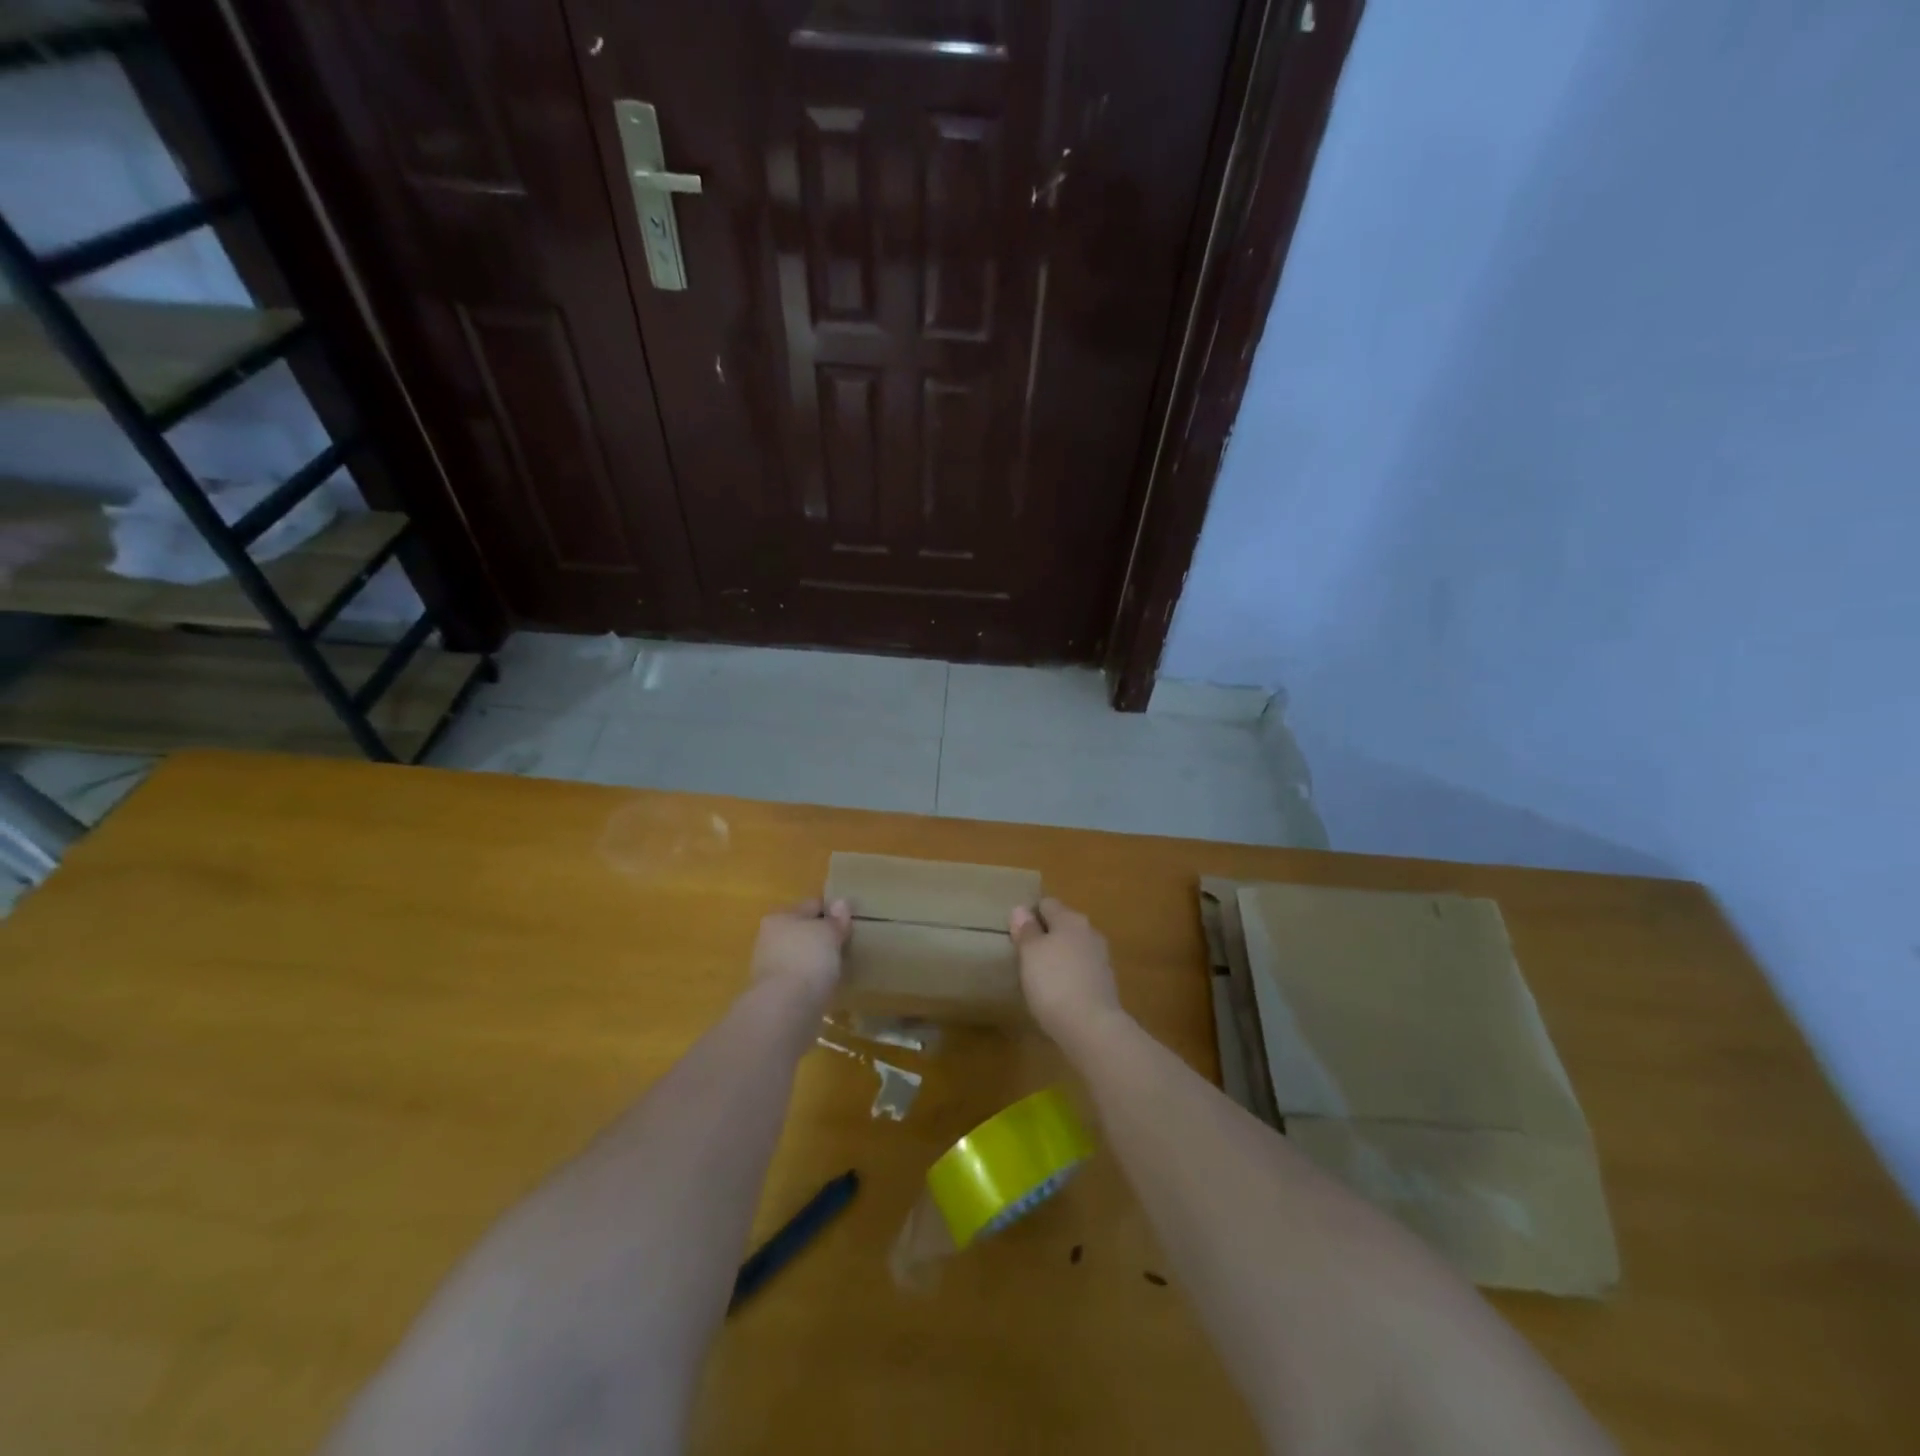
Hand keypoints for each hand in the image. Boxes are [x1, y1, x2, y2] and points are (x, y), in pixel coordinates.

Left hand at [751, 897, 851, 1003]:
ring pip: (801, 956)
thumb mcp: (829, 933)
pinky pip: (800, 980)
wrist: (785, 1009)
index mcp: (779, 917)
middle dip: (822, 937)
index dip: (832, 910)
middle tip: (847, 944)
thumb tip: (841, 903)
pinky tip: (828, 986)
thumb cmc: (807, 959)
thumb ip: (836, 920)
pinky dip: (812, 981)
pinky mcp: (776, 994)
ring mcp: (770, 968)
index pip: (812, 906)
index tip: (852, 920)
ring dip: (816, 960)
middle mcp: (769, 939)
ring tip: (841, 966)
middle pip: (803, 932)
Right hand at [1009, 897, 1120, 1043]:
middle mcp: (1089, 932)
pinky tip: (1057, 992)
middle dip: (1045, 935)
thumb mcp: (1030, 953)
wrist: (1092, 1027)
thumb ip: (1026, 930)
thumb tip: (1021, 909)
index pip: (1047, 904)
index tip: (1015, 932)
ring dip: (1058, 956)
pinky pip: (1081, 970)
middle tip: (1024, 954)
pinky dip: (1069, 975)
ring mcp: (1101, 958)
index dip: (1030, 914)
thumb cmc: (1054, 982)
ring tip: (1039, 975)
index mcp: (1070, 919)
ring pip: (1073, 948)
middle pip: (1062, 925)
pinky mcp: (1106, 983)